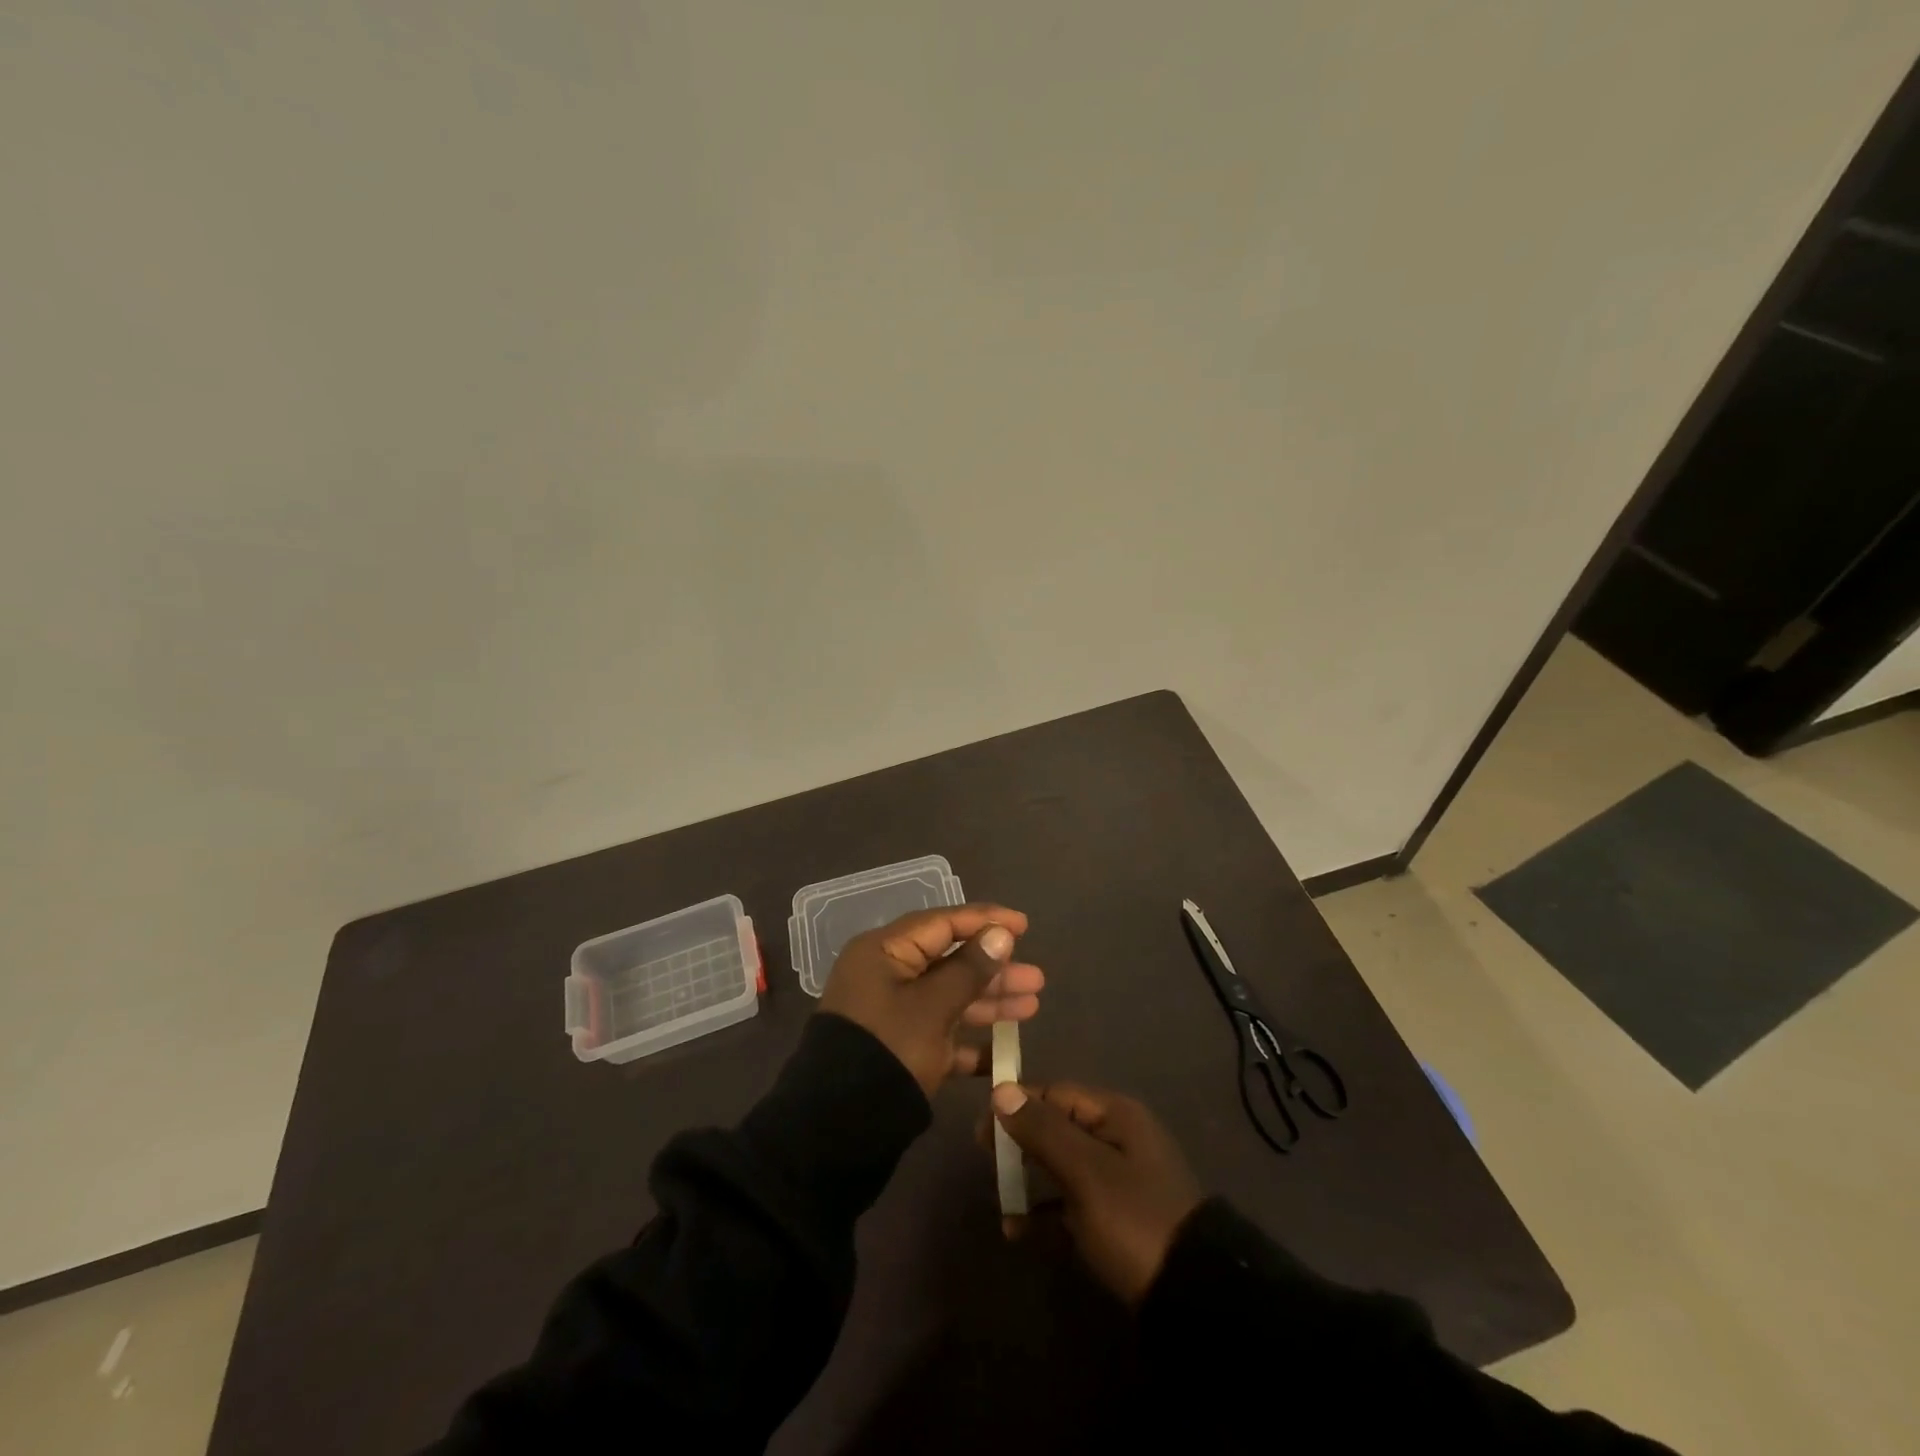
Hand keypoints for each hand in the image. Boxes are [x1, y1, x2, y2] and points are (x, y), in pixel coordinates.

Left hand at [819, 904, 1043, 1097]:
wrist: (837, 1129)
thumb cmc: (888, 1049)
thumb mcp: (933, 1006)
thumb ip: (970, 969)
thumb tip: (1000, 934)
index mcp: (884, 951)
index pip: (942, 923)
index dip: (984, 921)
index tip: (1023, 926)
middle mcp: (886, 975)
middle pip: (949, 962)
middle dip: (994, 970)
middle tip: (1036, 979)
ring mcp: (892, 1014)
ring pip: (948, 997)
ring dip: (989, 1002)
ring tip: (1032, 1006)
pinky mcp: (898, 1048)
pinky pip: (940, 1033)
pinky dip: (969, 1040)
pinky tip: (1003, 1053)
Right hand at [990, 1081, 1203, 1304]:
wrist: (1194, 1298)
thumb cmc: (1135, 1220)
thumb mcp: (1085, 1171)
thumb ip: (1042, 1130)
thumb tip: (1001, 1090)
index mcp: (1117, 1115)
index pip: (1057, 1093)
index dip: (1018, 1103)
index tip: (982, 1127)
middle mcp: (1118, 1139)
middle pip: (1058, 1126)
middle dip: (1020, 1141)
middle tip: (985, 1160)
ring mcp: (1119, 1180)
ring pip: (1062, 1166)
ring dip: (1028, 1179)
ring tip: (998, 1198)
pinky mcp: (1116, 1220)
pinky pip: (1070, 1204)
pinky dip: (1044, 1212)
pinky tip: (1017, 1232)